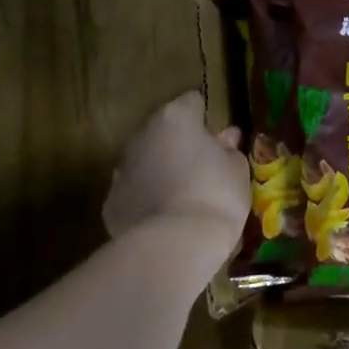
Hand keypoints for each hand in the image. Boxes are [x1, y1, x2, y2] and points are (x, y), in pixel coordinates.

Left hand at [102, 92, 249, 255]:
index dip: (206, 117)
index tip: (218, 138)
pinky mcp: (111, 203)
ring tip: (183, 195)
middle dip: (180, 143)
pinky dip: (146, 199)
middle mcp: (143, 136)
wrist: (175, 246)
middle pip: (164, 130)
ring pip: (145, 160)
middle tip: (202, 167)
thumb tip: (226, 138)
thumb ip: (230, 149)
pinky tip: (164, 218)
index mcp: (176, 119)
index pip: (192, 101)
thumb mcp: (237, 170)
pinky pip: (133, 192)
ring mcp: (122, 169)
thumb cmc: (215, 196)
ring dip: (161, 169)